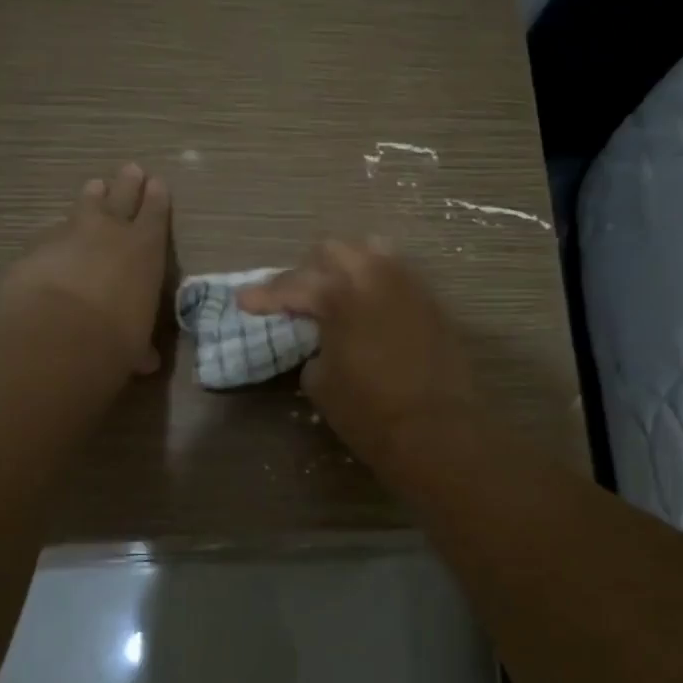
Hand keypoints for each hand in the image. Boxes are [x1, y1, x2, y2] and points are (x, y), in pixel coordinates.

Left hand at [1, 163, 170, 374]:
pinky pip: (50, 235)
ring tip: (94, 186)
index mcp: (145, 249)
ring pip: (83, 207)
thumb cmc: (115, 339)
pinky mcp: (35, 248)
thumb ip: (139, 345)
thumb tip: (145, 360)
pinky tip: (53, 241)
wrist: (56, 334)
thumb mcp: (135, 344)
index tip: (157, 183)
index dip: (157, 199)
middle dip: (127, 184)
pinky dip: (56, 237)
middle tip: (130, 169)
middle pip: (120, 198)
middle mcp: (110, 232)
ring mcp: (69, 235)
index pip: (155, 215)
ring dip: (90, 198)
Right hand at [238, 239, 476, 459]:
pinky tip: (369, 305)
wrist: (438, 430)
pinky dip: (376, 283)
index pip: (292, 285)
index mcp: (339, 294)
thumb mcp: (320, 383)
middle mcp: (375, 276)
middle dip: (307, 271)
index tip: (244, 302)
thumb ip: (314, 348)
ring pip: (372, 252)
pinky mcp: (432, 301)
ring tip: (336, 292)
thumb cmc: (369, 412)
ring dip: (347, 267)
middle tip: (295, 298)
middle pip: (331, 251)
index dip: (264, 295)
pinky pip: (398, 275)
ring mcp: (409, 284)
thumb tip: (323, 341)